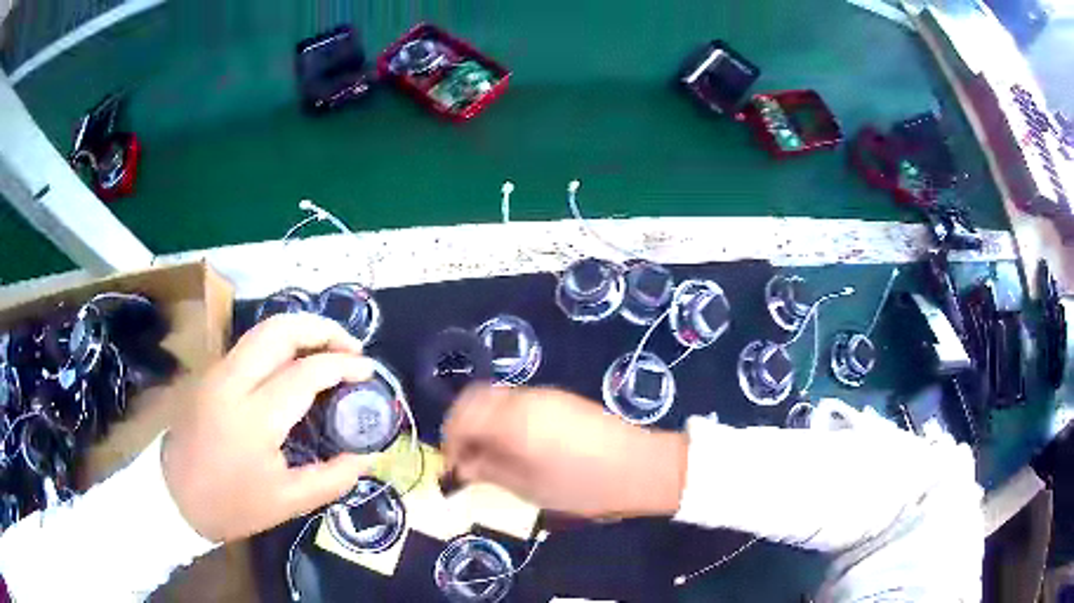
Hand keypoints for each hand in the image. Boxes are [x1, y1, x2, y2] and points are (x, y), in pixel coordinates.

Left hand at [162, 313, 375, 542]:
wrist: (174, 496)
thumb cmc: (231, 504)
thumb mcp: (288, 502)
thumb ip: (333, 478)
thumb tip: (367, 456)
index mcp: (253, 417)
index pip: (304, 373)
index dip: (342, 365)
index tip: (368, 370)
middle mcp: (232, 381)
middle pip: (279, 330)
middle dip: (321, 328)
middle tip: (351, 345)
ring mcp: (216, 371)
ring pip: (262, 330)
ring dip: (300, 330)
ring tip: (328, 347)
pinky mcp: (210, 373)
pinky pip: (251, 345)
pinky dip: (281, 343)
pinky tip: (296, 362)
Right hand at [442, 384, 687, 518]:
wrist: (640, 468)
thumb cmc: (582, 485)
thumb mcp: (529, 488)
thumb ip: (488, 471)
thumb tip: (461, 466)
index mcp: (512, 418)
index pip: (462, 416)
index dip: (450, 440)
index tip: (453, 466)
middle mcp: (525, 398)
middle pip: (476, 399)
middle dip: (463, 426)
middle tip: (466, 458)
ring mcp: (545, 395)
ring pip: (497, 399)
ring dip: (484, 422)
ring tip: (491, 456)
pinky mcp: (561, 399)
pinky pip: (518, 402)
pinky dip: (504, 419)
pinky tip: (516, 445)